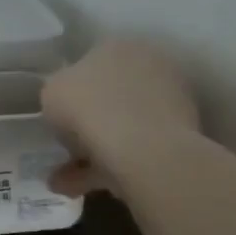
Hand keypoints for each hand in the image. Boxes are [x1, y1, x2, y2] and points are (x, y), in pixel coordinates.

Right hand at [42, 39, 199, 196]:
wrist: (144, 149)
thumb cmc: (89, 107)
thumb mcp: (51, 92)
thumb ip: (57, 94)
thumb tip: (66, 106)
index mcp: (119, 46)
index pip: (92, 62)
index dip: (73, 90)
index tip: (60, 115)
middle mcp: (150, 65)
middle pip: (111, 95)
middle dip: (88, 123)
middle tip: (66, 149)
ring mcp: (172, 100)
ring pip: (124, 126)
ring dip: (96, 151)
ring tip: (66, 181)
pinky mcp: (183, 136)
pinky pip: (138, 149)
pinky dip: (112, 168)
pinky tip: (85, 189)